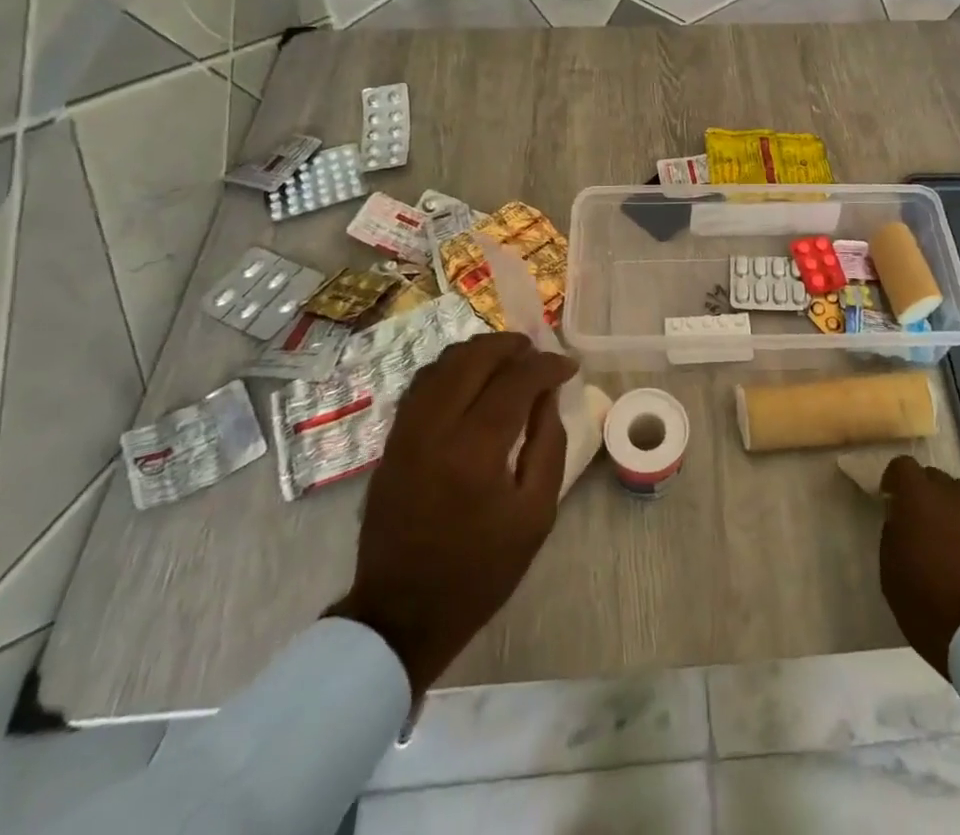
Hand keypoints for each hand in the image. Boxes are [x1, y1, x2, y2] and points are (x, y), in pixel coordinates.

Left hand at [330, 333, 576, 691]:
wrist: (402, 614)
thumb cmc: (480, 570)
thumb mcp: (536, 515)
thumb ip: (549, 445)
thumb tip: (548, 396)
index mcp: (475, 451)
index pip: (516, 381)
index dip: (546, 365)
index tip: (568, 366)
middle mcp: (436, 428)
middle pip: (474, 358)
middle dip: (510, 346)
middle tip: (537, 353)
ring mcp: (406, 431)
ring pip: (443, 363)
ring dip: (479, 352)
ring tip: (507, 360)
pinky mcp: (391, 441)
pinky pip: (422, 384)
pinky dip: (451, 369)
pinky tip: (471, 380)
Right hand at [879, 456, 959, 677]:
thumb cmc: (927, 604)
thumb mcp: (891, 569)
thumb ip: (893, 531)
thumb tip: (901, 517)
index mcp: (919, 497)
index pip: (902, 465)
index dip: (895, 480)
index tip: (891, 500)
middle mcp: (954, 495)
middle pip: (935, 478)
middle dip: (924, 494)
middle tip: (919, 524)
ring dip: (951, 510)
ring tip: (948, 541)